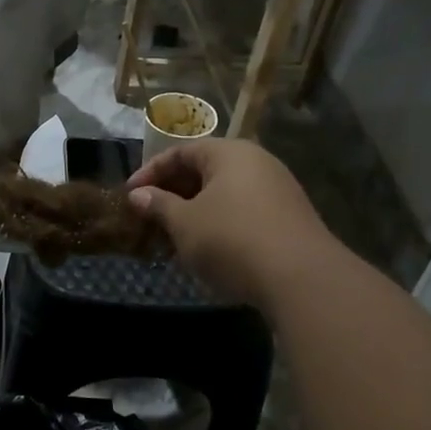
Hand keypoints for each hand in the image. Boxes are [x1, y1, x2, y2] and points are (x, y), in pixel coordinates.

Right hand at [126, 139, 333, 310]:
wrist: (301, 278)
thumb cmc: (232, 239)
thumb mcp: (185, 223)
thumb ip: (159, 205)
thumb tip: (138, 195)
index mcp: (230, 153)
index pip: (181, 151)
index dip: (151, 172)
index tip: (130, 195)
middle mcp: (257, 162)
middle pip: (205, 170)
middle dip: (173, 193)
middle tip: (150, 217)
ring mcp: (278, 190)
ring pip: (224, 193)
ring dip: (195, 211)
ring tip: (174, 236)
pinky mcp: (289, 218)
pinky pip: (243, 211)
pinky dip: (219, 223)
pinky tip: (208, 249)